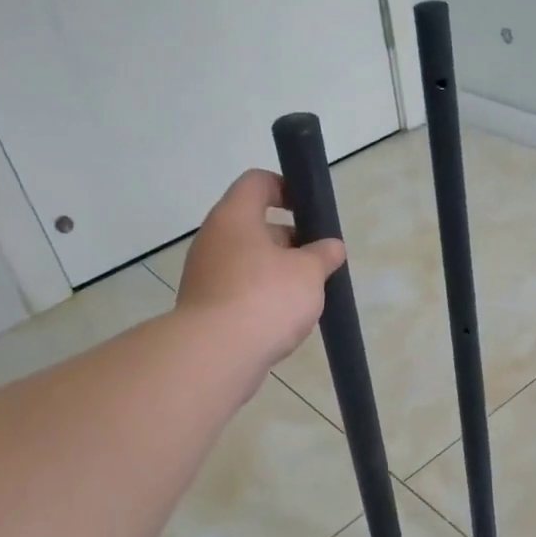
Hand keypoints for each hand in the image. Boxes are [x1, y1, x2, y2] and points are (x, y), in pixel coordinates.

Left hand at [177, 170, 344, 374]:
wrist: (216, 355)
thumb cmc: (266, 298)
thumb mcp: (308, 272)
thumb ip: (323, 255)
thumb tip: (331, 247)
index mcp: (235, 217)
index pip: (257, 182)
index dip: (286, 188)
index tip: (310, 210)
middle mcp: (213, 239)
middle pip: (253, 225)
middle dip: (289, 239)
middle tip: (317, 259)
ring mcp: (204, 274)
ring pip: (247, 260)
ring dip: (276, 270)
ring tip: (306, 293)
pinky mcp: (204, 306)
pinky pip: (238, 289)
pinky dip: (260, 296)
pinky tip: (282, 318)